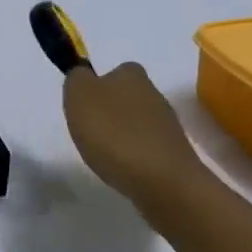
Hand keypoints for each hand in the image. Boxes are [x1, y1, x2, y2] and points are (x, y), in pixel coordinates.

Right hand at [62, 61, 207, 209]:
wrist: (162, 181)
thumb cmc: (114, 134)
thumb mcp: (80, 96)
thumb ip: (77, 79)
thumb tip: (83, 77)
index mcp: (132, 74)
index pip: (115, 71)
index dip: (98, 87)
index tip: (84, 109)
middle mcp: (154, 93)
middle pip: (126, 98)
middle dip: (110, 113)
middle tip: (90, 134)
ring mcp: (167, 125)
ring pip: (137, 123)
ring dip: (122, 136)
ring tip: (104, 156)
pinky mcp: (174, 153)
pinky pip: (146, 148)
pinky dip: (133, 157)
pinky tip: (123, 171)